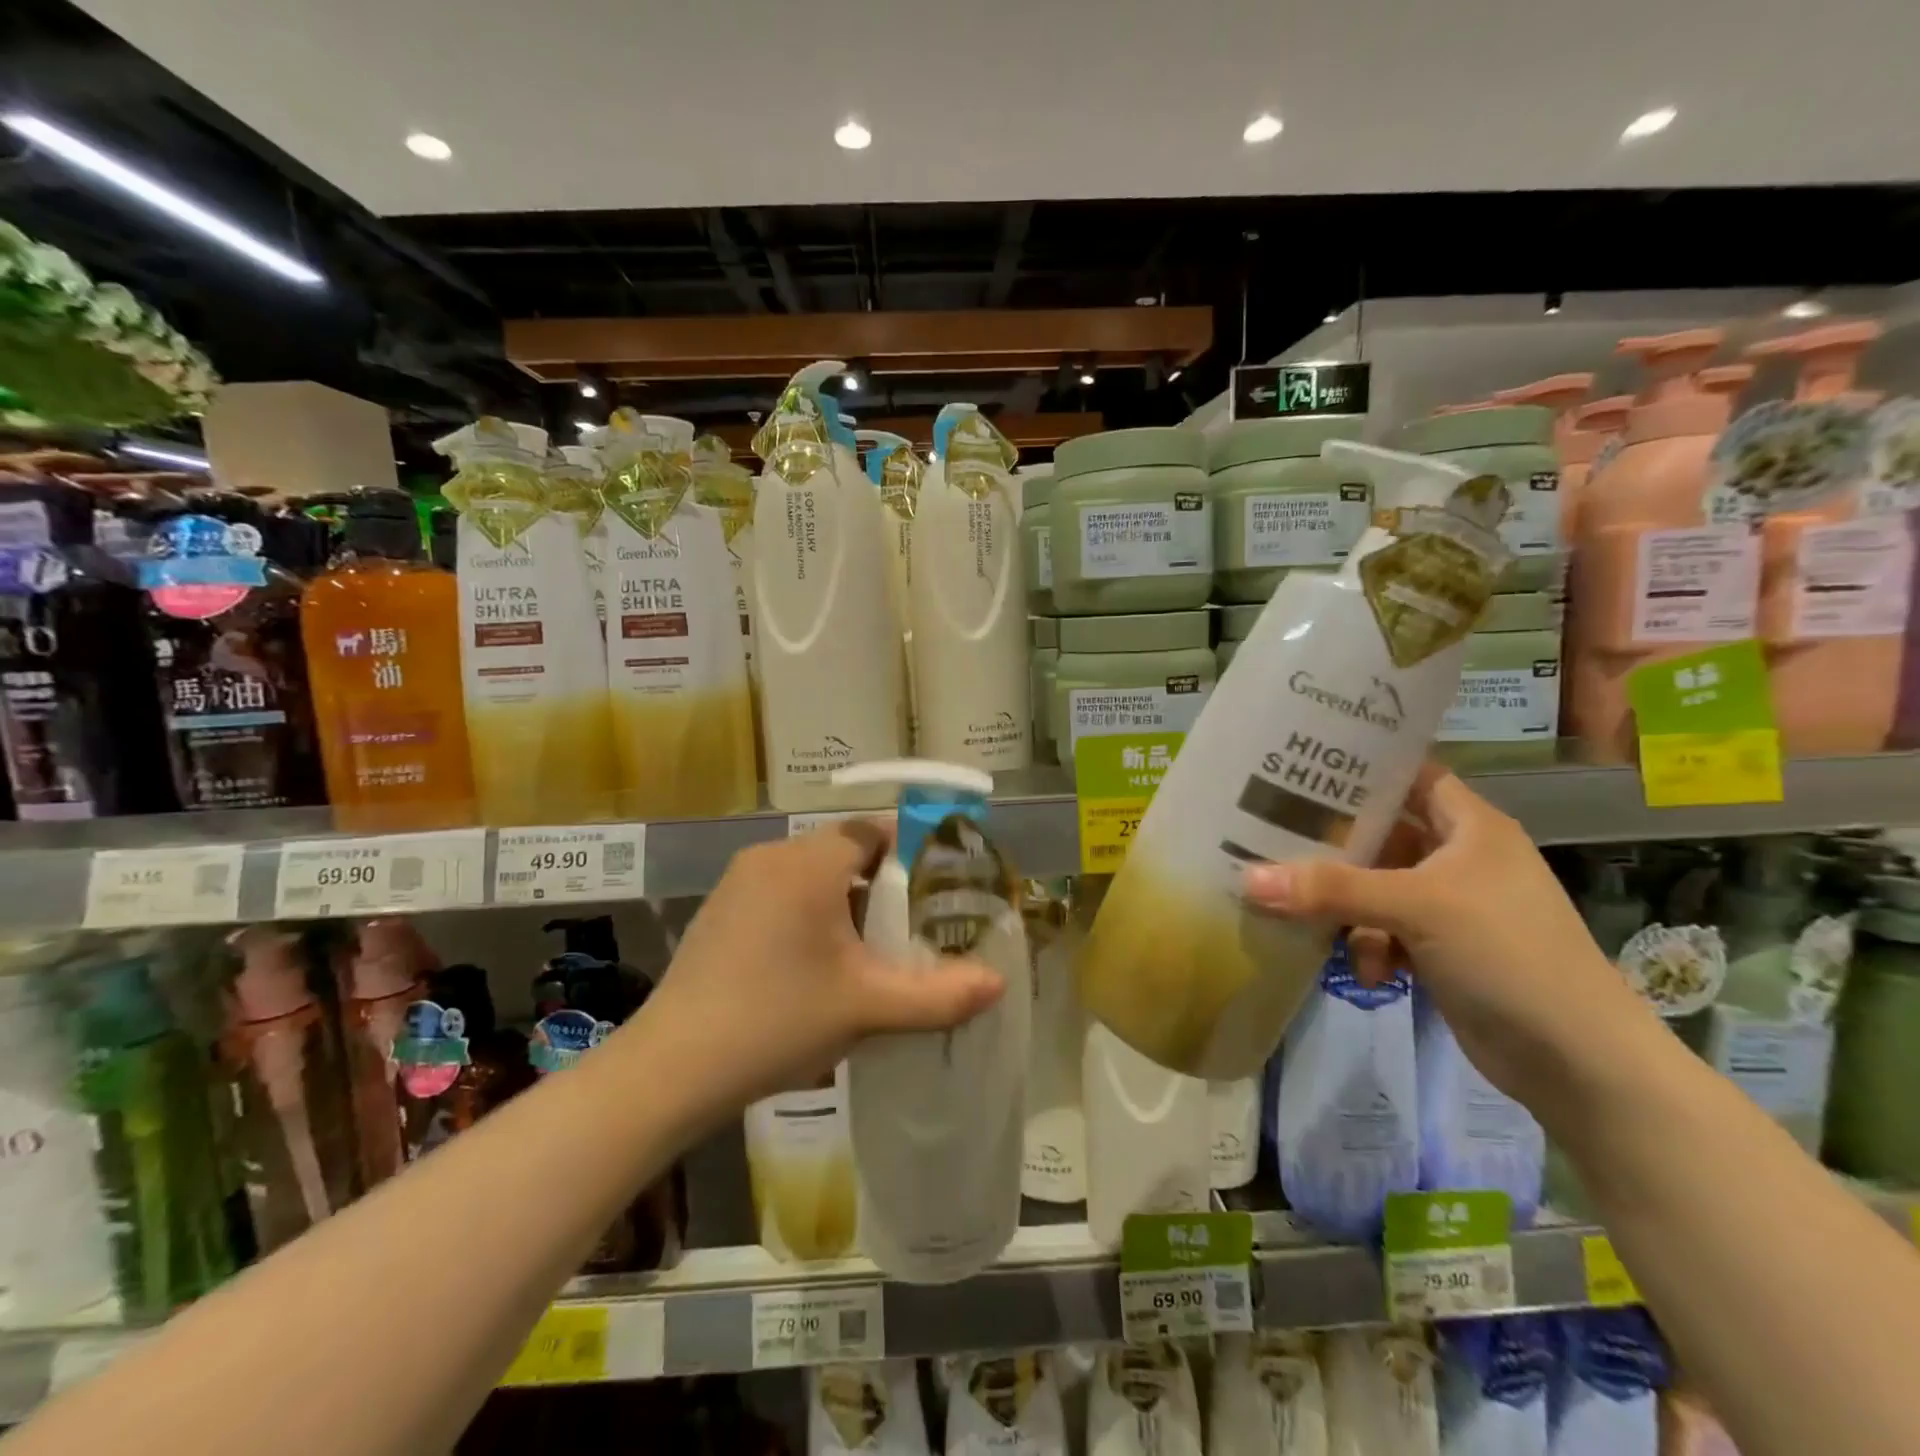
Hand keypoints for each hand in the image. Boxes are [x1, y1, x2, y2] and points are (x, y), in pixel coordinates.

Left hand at [637, 818, 1005, 1111]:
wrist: (671, 1068)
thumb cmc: (776, 1021)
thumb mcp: (867, 1008)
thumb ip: (938, 994)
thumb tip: (999, 984)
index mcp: (809, 863)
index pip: (874, 830)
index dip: (912, 851)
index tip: (939, 887)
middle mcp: (772, 857)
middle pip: (845, 850)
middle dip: (883, 882)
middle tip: (913, 924)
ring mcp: (739, 882)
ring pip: (812, 872)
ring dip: (845, 899)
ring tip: (872, 948)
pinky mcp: (720, 910)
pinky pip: (781, 892)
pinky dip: (810, 911)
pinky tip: (818, 963)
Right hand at [1240, 763, 1656, 1113]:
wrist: (1578, 1062)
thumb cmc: (1508, 954)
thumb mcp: (1417, 908)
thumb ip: (1331, 890)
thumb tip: (1247, 879)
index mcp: (1469, 826)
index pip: (1409, 774)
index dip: (1361, 766)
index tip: (1298, 764)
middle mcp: (1458, 857)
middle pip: (1379, 834)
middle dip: (1331, 843)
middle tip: (1269, 835)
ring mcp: (1449, 906)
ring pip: (1373, 886)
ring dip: (1344, 906)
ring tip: (1313, 921)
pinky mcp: (1439, 949)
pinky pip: (1383, 930)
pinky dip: (1368, 946)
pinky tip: (1367, 973)